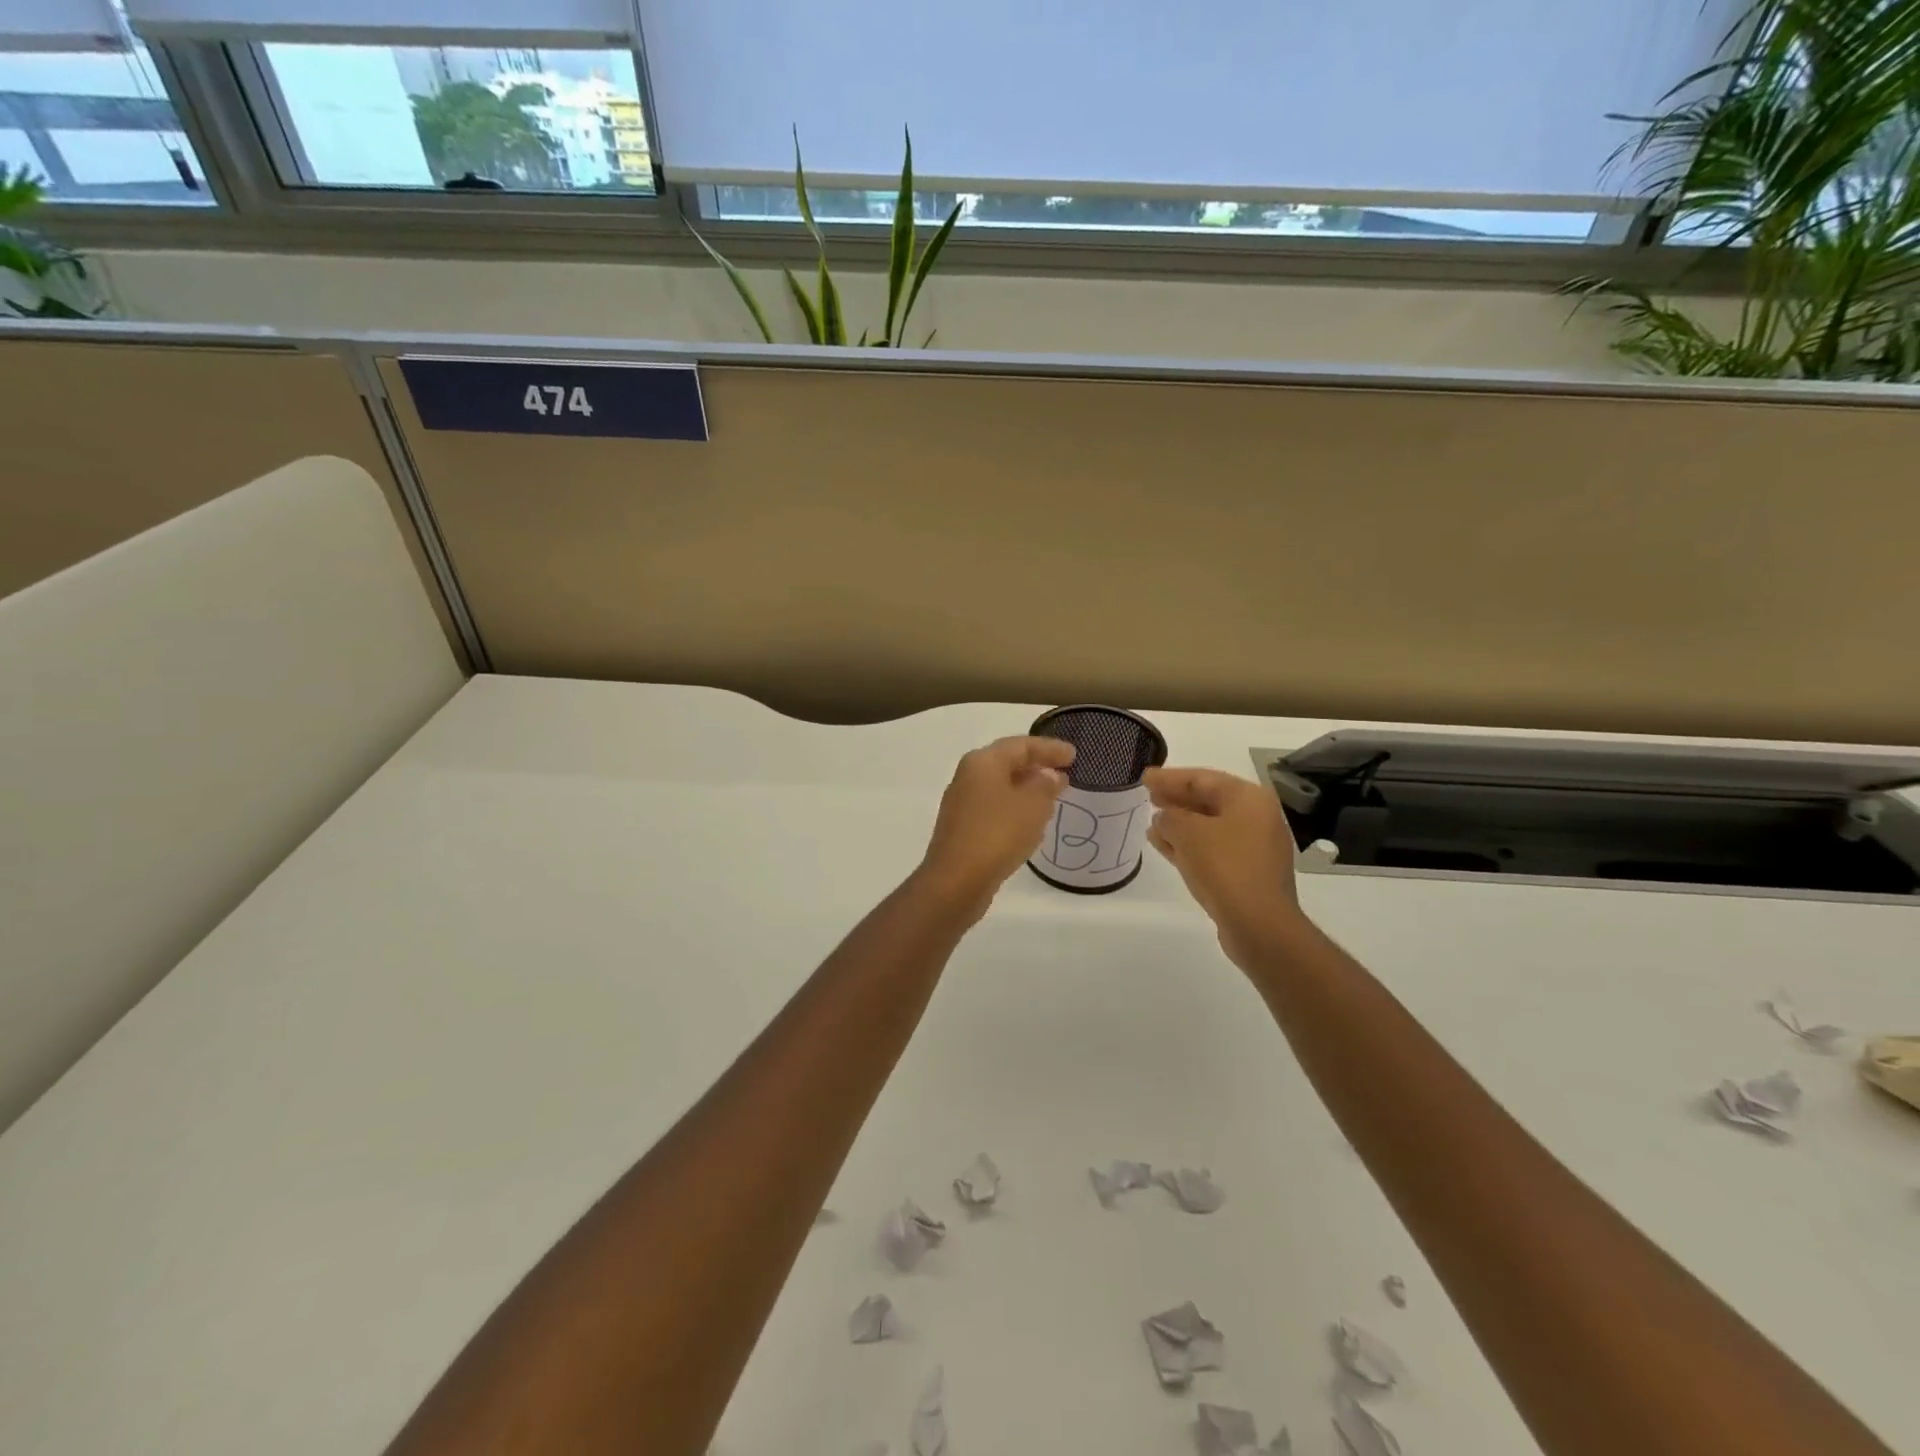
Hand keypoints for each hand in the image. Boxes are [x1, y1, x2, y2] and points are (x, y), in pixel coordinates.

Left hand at [916, 736, 1075, 917]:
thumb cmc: (998, 834)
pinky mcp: (962, 828)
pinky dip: (1015, 808)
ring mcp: (962, 803)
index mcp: (983, 762)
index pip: (1021, 745)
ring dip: (1026, 788)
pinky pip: (995, 808)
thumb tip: (1048, 775)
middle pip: (1007, 762)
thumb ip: (1046, 785)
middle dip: (1037, 766)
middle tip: (1064, 772)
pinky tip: (1030, 821)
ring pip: (1000, 786)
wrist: (956, 881)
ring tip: (1052, 795)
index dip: (1050, 748)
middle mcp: (968, 776)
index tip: (1074, 755)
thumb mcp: (1033, 805)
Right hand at [1145, 766, 1306, 969]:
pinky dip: (1188, 845)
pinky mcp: (1247, 873)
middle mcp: (1256, 818)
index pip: (1203, 778)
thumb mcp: (1187, 832)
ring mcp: (1254, 847)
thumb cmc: (1225, 867)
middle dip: (1176, 799)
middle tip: (1148, 796)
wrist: (1258, 924)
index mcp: (1248, 798)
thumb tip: (1165, 818)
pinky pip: (1212, 849)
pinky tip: (1164, 847)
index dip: (1170, 777)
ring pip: (1209, 827)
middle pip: (1209, 800)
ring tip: (1151, 823)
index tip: (1145, 777)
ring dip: (1180, 824)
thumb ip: (1170, 817)